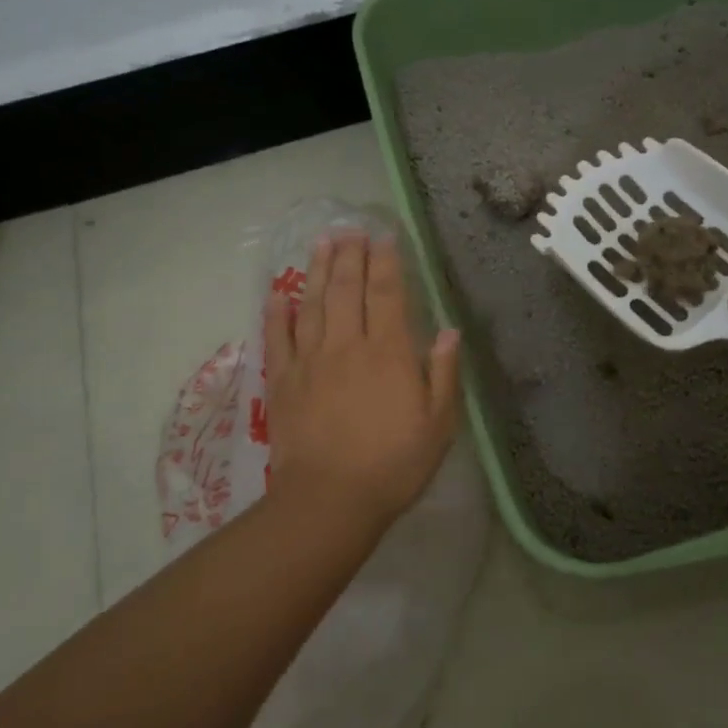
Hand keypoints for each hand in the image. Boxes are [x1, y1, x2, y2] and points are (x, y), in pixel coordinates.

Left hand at [263, 231, 461, 528]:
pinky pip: (278, 338)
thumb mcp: (438, 424)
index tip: (384, 238)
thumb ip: (444, 374)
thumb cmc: (394, 464)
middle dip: (351, 255)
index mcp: (388, 353)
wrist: (330, 500)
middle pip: (347, 290)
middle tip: (350, 228)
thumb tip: (449, 331)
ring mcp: (310, 361)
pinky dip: (277, 313)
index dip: (386, 263)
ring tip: (321, 242)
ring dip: (318, 270)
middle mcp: (347, 346)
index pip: (387, 295)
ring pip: (313, 304)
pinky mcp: (283, 382)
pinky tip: (279, 293)